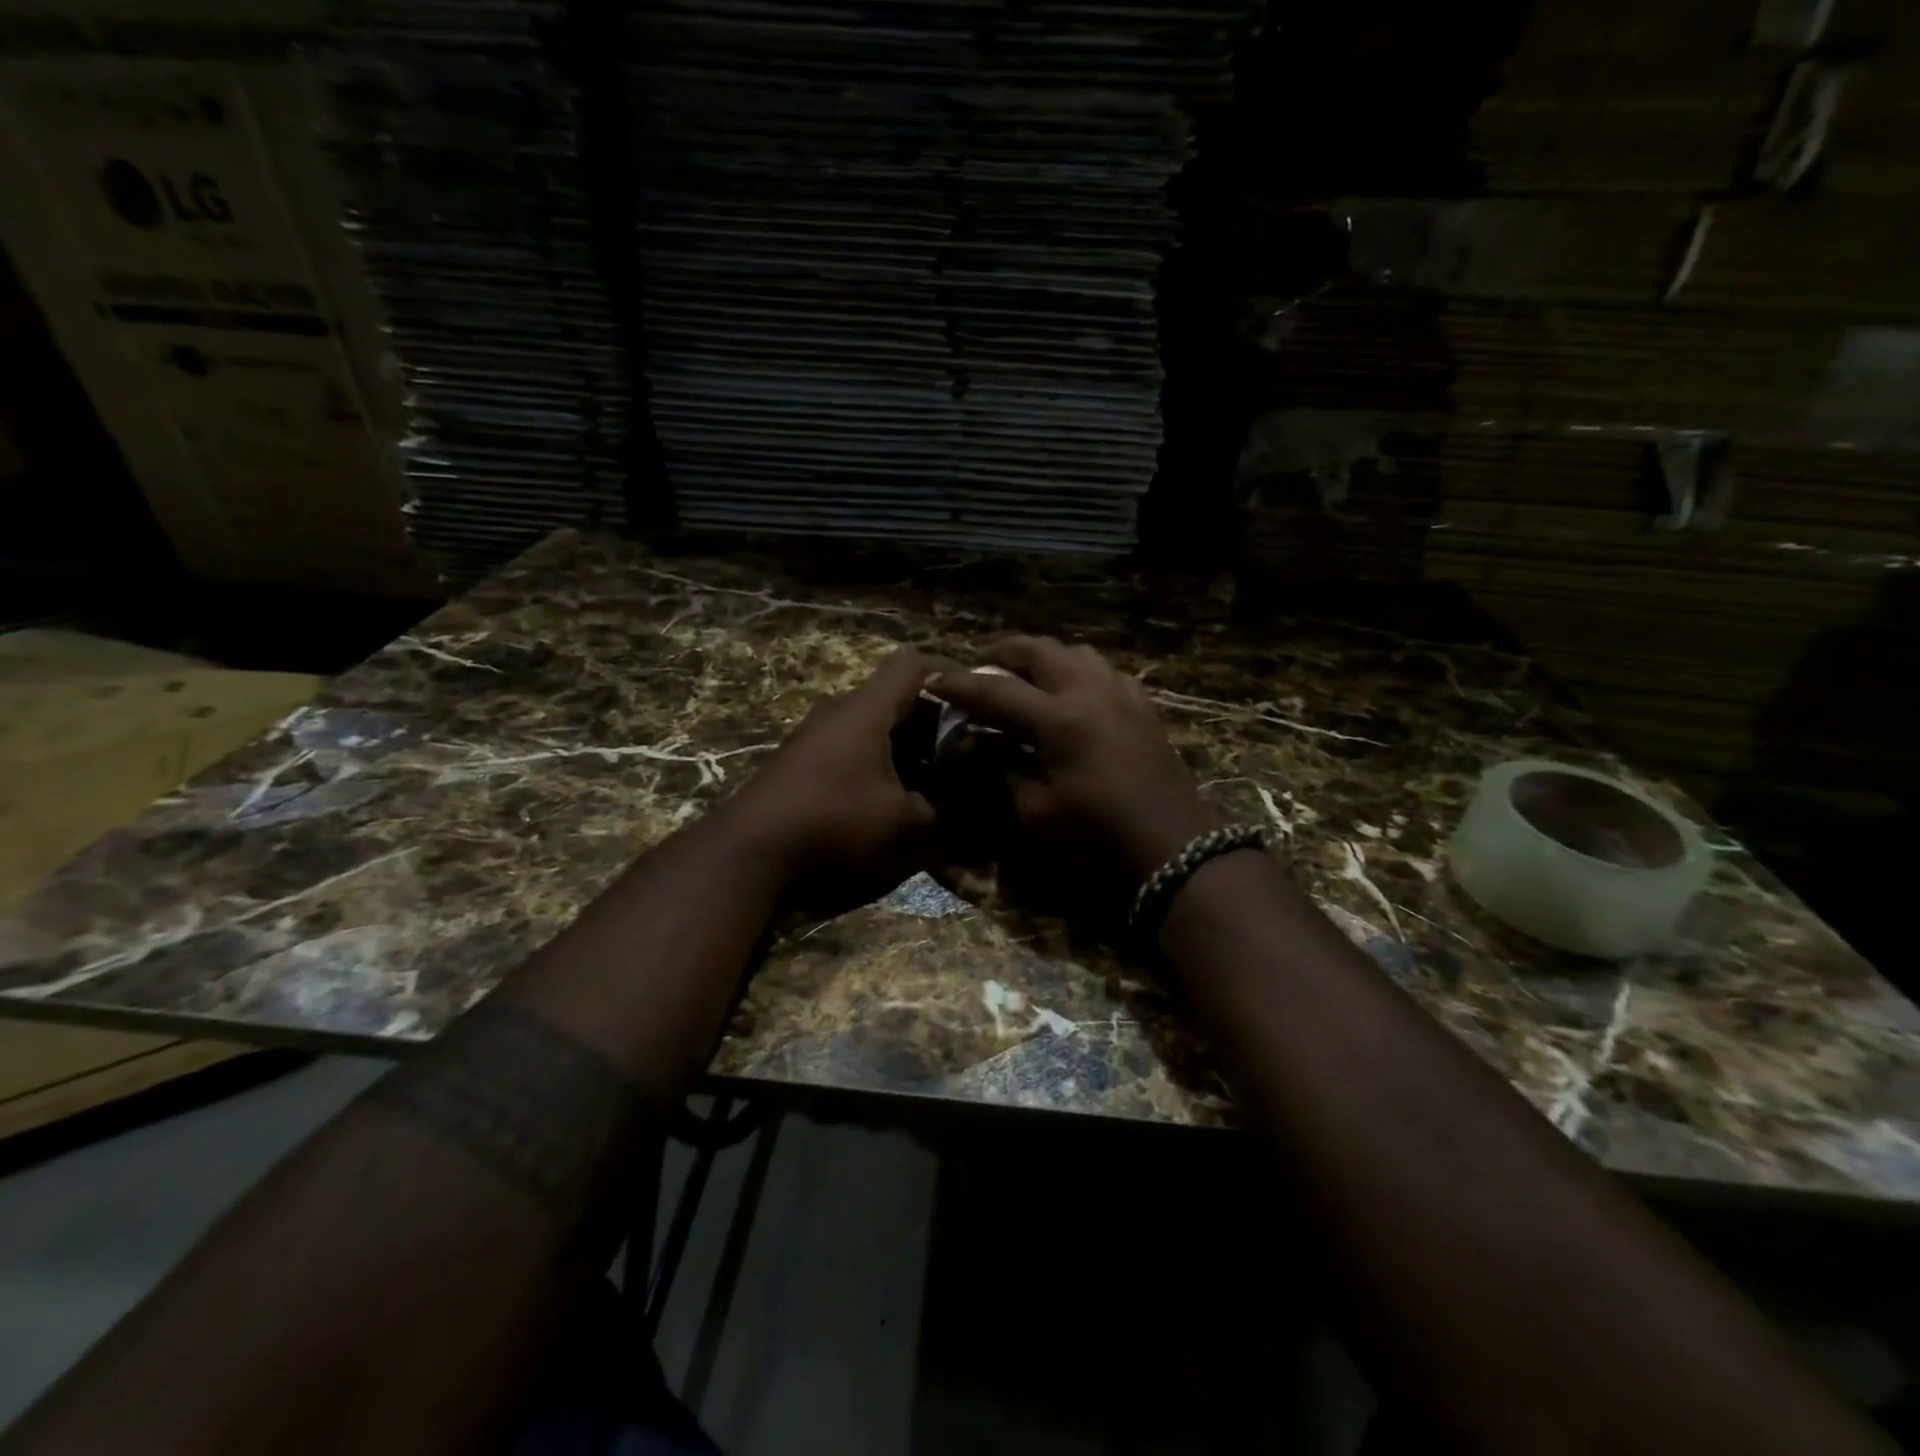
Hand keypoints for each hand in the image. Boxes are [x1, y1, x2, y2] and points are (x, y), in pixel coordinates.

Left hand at [723, 647, 941, 915]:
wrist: (751, 851)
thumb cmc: (834, 821)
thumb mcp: (903, 821)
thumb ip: (942, 809)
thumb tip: (967, 807)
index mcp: (867, 710)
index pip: (914, 665)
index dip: (950, 674)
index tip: (978, 698)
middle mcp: (841, 713)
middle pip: (897, 697)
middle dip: (936, 722)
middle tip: (967, 749)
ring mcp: (819, 737)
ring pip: (877, 726)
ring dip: (911, 747)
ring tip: (940, 778)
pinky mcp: (806, 763)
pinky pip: (857, 748)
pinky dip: (885, 764)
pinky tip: (900, 797)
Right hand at [928, 638, 1219, 888]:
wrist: (1176, 853)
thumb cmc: (1098, 841)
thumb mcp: (1037, 813)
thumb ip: (1002, 770)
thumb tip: (975, 744)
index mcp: (1059, 718)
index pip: (996, 690)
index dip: (961, 685)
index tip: (935, 680)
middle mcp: (1091, 693)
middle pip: (1041, 650)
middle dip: (1003, 652)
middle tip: (979, 665)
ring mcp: (1123, 697)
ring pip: (1078, 653)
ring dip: (1045, 658)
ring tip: (1025, 676)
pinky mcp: (1145, 710)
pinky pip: (1107, 673)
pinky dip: (1080, 673)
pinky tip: (1074, 696)